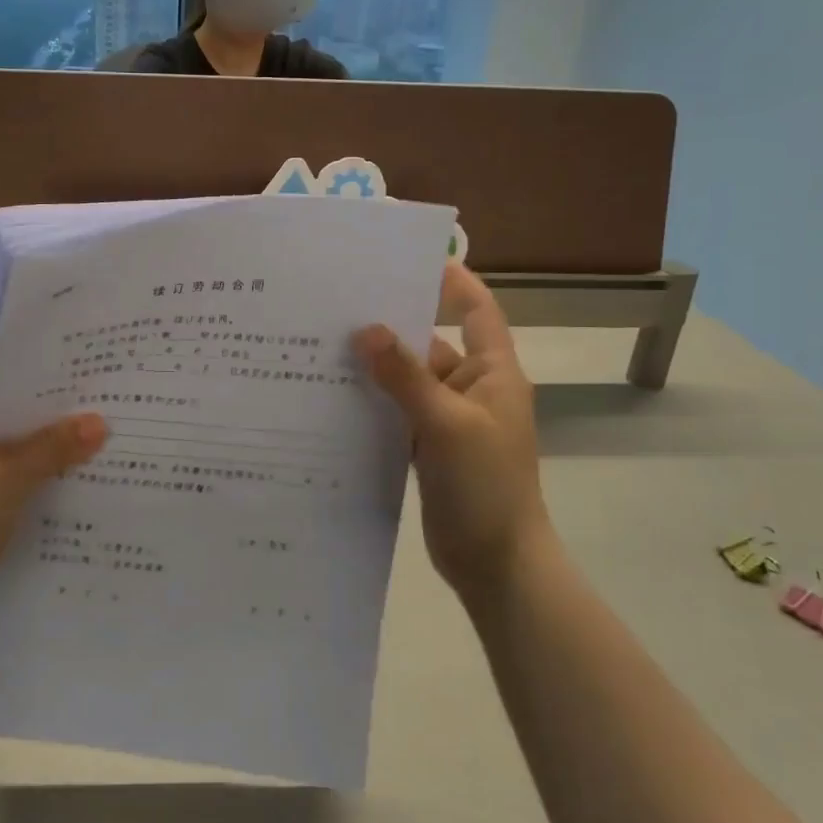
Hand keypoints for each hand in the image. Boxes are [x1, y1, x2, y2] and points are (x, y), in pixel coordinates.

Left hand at [0, 398, 105, 649]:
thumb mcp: (8, 477)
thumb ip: (55, 446)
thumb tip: (101, 421)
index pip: (9, 402)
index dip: (52, 402)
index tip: (98, 401)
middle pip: (15, 434)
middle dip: (58, 438)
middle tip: (111, 432)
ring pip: (17, 468)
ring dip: (51, 471)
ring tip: (105, 464)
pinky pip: (12, 496)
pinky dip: (38, 498)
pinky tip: (76, 502)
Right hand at [355, 263, 548, 603]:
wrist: (497, 564)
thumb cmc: (485, 486)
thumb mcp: (446, 424)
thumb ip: (406, 377)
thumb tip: (367, 330)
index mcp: (492, 373)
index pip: (476, 310)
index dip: (451, 280)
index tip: (407, 257)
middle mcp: (471, 388)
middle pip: (431, 343)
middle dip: (393, 324)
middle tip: (341, 303)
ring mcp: (448, 419)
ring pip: (409, 380)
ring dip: (377, 366)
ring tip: (325, 344)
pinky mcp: (428, 446)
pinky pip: (398, 411)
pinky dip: (373, 402)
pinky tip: (334, 394)